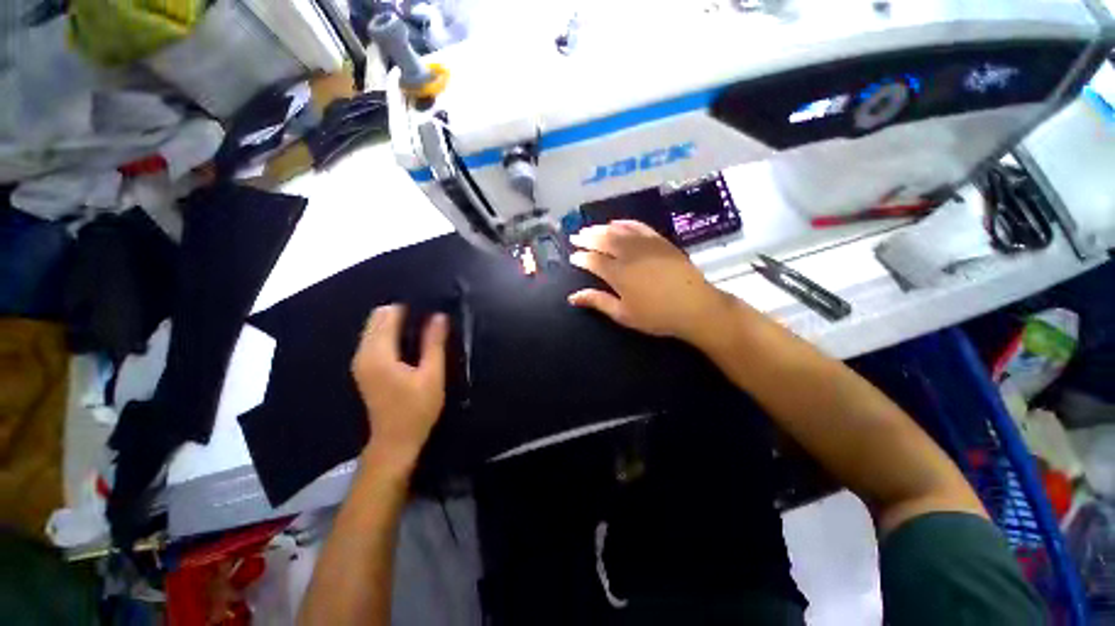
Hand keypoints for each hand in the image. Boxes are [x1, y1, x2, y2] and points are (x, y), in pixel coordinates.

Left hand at [351, 305, 447, 473]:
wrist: (395, 441)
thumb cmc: (416, 409)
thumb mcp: (431, 375)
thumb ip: (434, 343)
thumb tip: (438, 316)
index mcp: (378, 354)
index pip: (387, 315)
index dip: (408, 307)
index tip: (429, 307)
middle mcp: (363, 354)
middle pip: (378, 319)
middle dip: (402, 313)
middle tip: (429, 318)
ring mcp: (361, 362)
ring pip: (375, 329)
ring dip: (396, 323)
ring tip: (424, 327)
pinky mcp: (364, 369)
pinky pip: (375, 340)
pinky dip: (391, 334)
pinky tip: (411, 342)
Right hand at [568, 220, 735, 347]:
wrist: (695, 307)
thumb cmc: (657, 316)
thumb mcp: (623, 314)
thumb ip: (598, 302)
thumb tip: (572, 297)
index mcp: (618, 274)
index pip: (593, 261)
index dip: (581, 258)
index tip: (573, 257)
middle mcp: (630, 254)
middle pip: (604, 241)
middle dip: (587, 238)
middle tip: (576, 236)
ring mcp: (646, 245)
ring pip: (619, 231)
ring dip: (602, 228)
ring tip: (591, 228)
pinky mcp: (660, 241)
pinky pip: (639, 227)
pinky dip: (626, 223)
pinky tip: (617, 222)